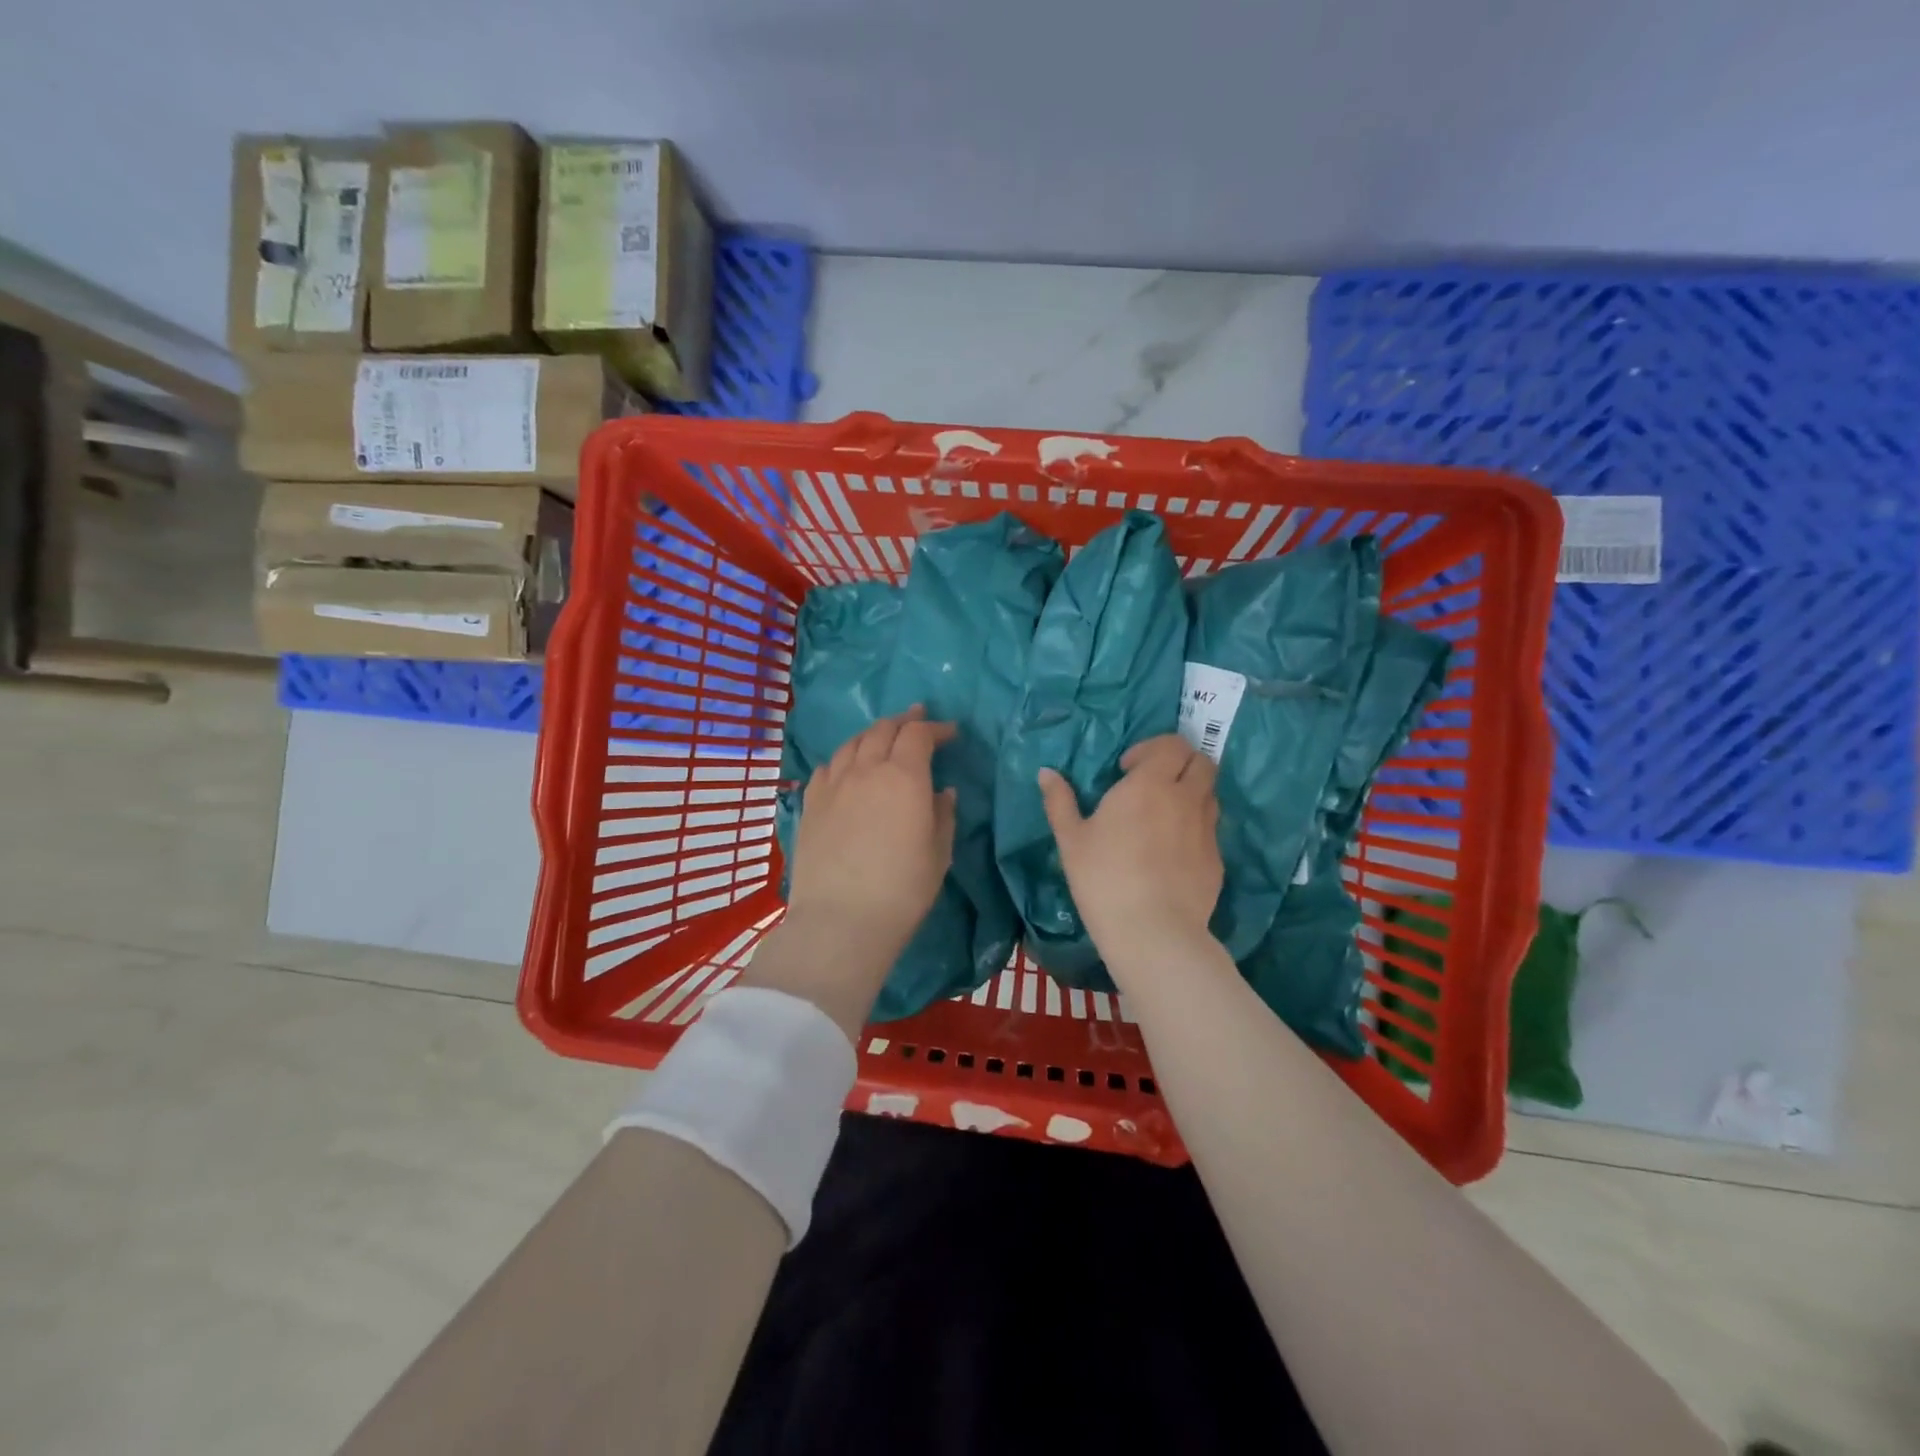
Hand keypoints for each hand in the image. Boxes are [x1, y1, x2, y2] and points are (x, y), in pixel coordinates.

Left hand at [751, 708, 956, 1038]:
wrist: (841, 920)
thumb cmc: (902, 889)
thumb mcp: (938, 853)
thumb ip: (942, 814)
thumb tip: (941, 792)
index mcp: (903, 776)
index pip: (919, 734)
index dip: (936, 728)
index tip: (951, 733)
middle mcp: (866, 770)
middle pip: (883, 730)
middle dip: (904, 721)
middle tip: (918, 720)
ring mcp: (833, 785)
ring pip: (852, 743)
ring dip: (873, 734)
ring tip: (883, 738)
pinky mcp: (810, 804)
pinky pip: (828, 767)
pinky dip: (844, 758)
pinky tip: (847, 767)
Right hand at [1040, 735, 1223, 982]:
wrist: (1153, 932)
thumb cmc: (1104, 878)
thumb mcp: (1071, 839)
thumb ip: (1059, 801)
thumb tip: (1046, 772)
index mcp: (1150, 784)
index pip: (1172, 744)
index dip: (1152, 748)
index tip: (1127, 769)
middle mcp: (1185, 798)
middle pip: (1201, 762)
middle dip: (1180, 763)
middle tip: (1153, 783)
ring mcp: (1206, 829)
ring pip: (1209, 794)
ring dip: (1190, 793)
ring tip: (1163, 816)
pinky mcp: (1217, 859)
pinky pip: (1210, 829)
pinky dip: (1195, 827)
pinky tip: (1172, 853)